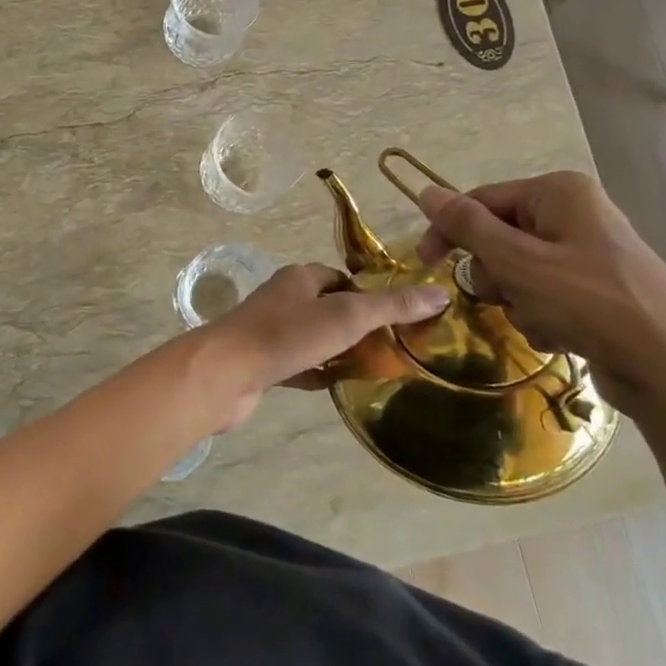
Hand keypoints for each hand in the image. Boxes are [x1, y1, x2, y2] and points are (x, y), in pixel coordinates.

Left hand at [192, 264, 451, 430]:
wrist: (226, 373)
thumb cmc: (287, 335)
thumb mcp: (347, 316)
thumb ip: (391, 306)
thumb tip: (440, 293)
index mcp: (301, 278)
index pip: (344, 279)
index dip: (372, 295)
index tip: (401, 319)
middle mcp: (284, 299)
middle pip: (330, 308)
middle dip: (359, 326)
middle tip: (396, 350)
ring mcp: (271, 332)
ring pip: (316, 339)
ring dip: (340, 351)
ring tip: (376, 370)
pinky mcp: (263, 363)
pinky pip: (300, 365)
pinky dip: (319, 373)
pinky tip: (339, 387)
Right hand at [415, 171, 665, 417]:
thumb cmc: (591, 303)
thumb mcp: (518, 261)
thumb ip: (467, 225)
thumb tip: (424, 190)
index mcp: (558, 193)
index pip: (481, 201)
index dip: (449, 231)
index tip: (426, 263)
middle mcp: (573, 214)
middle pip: (498, 238)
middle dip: (496, 274)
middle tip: (511, 295)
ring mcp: (586, 254)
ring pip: (517, 272)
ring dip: (517, 300)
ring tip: (543, 320)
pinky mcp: (594, 291)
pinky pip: (543, 295)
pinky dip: (540, 315)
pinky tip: (560, 335)